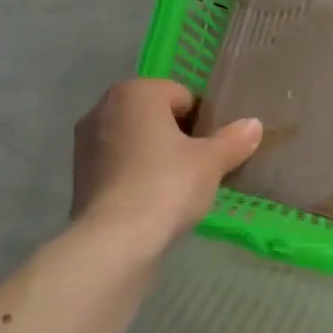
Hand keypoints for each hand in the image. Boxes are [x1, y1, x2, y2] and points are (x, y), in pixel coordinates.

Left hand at [71, 78, 262, 244]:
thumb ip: (234, 140)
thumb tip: (254, 124)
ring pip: (135, 139)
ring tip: (176, 187)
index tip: (213, 149)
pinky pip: (118, 164)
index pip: (182, 95)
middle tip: (198, 166)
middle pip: (155, 115)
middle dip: (177, 135)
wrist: (114, 241)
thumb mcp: (211, 162)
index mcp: (136, 91)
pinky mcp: (78, 174)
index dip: (203, 121)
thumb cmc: (166, 185)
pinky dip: (135, 175)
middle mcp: (104, 107)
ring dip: (154, 155)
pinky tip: (152, 201)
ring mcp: (86, 141)